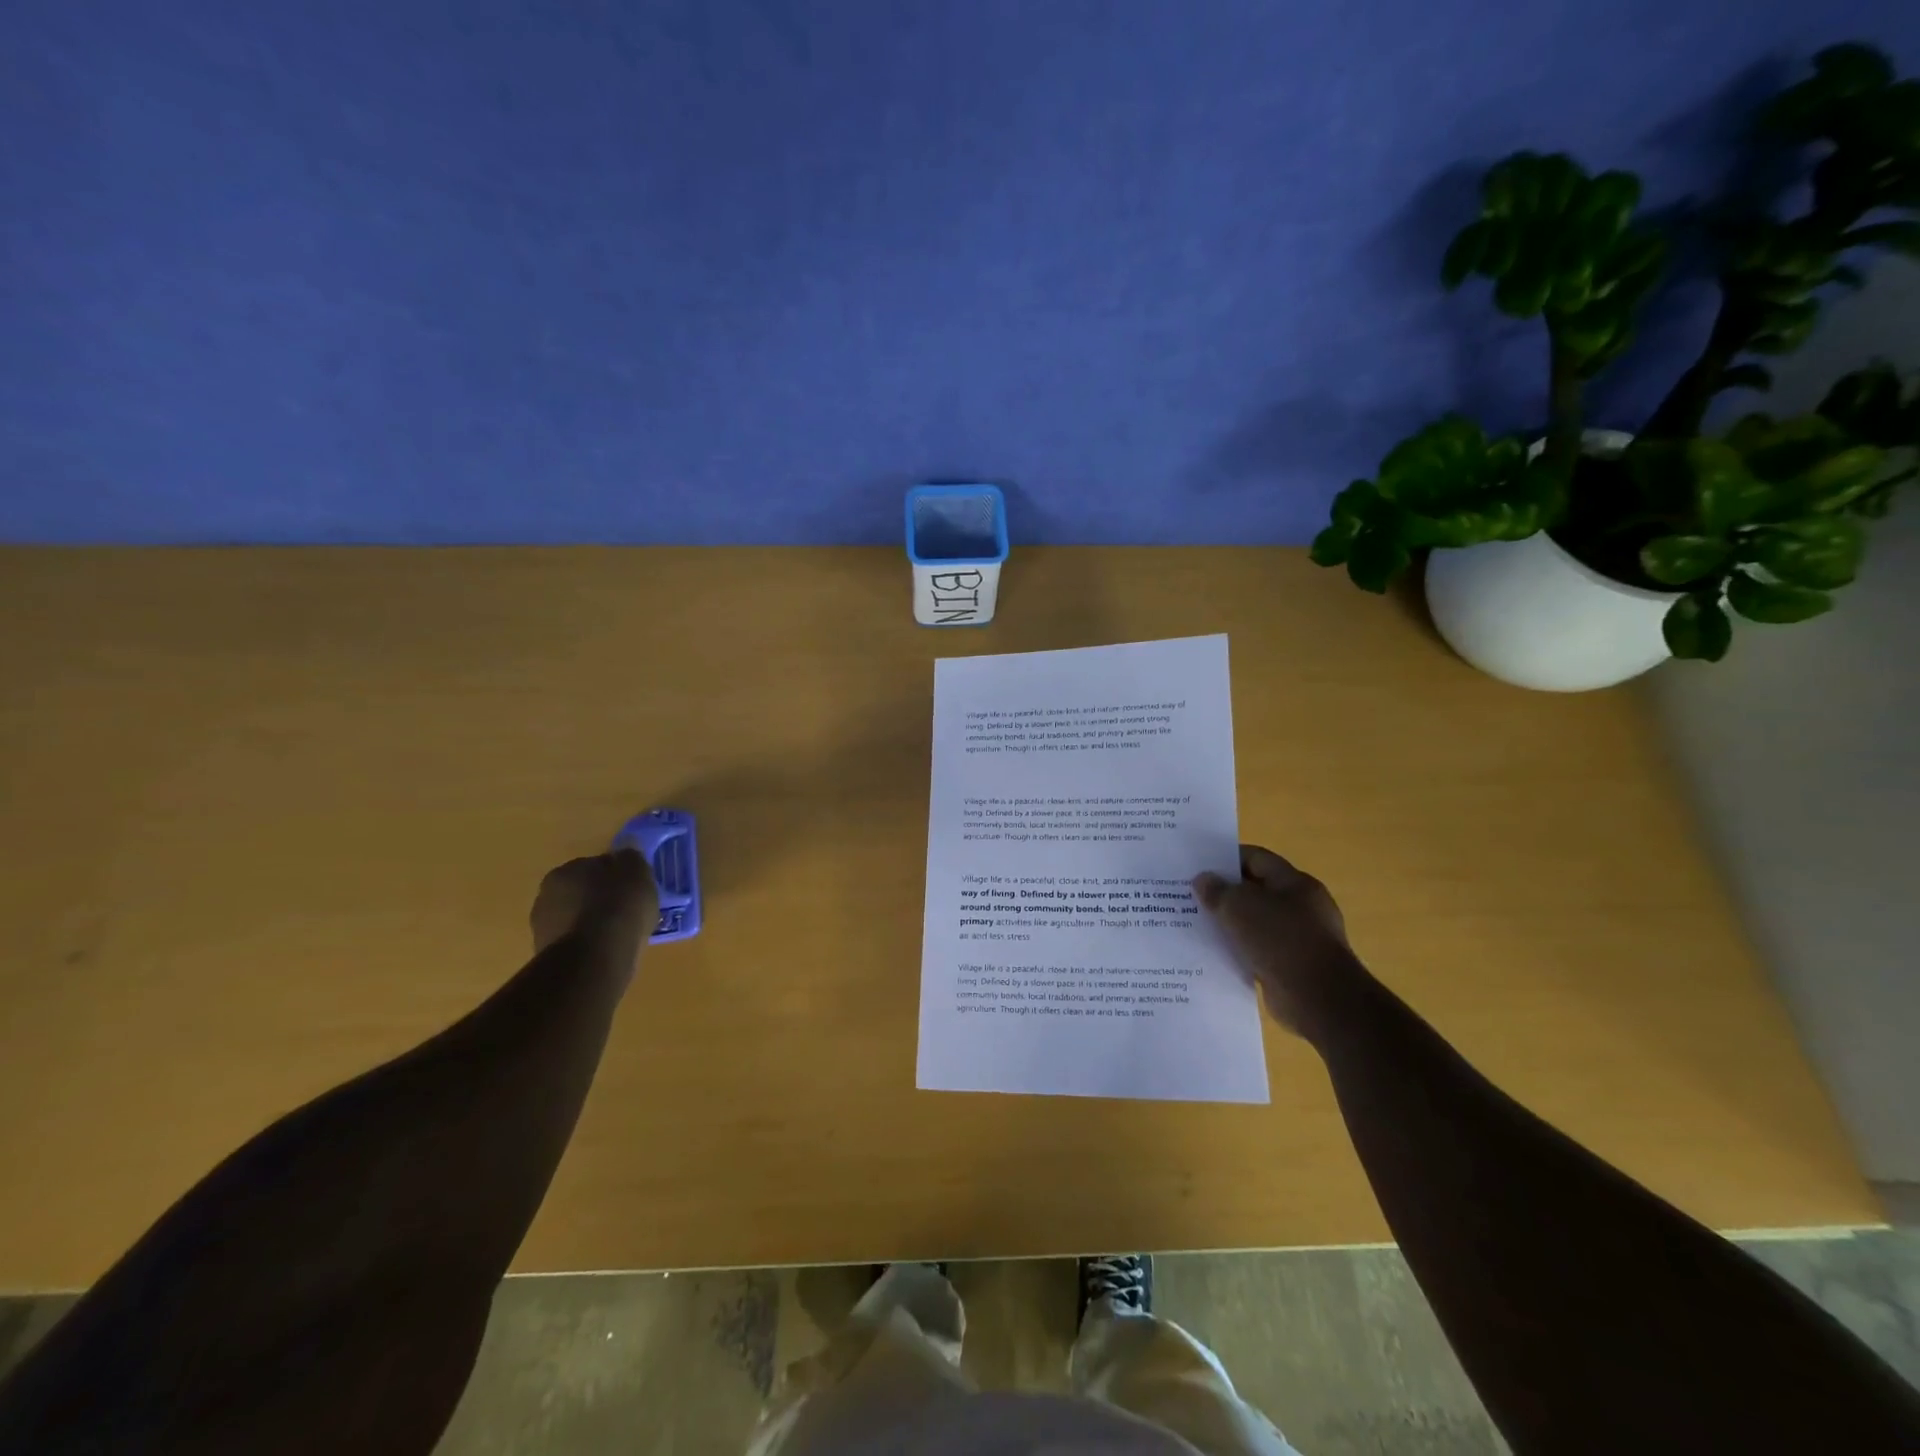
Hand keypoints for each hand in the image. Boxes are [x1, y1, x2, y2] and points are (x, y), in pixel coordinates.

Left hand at [531, 849, 658, 974]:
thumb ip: (630, 858)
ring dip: (593, 923)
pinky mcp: (547, 956)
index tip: (633, 888)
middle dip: (600, 899)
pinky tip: (608, 950)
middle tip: (626, 911)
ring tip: (619, 934)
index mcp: (566, 869)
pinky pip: (576, 942)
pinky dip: (589, 944)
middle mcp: (547, 894)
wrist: (595, 956)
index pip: (595, 866)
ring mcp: (543, 927)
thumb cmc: (619, 905)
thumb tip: (625, 850)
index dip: (616, 876)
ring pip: (576, 919)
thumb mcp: (637, 871)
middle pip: (581, 892)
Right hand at [1193, 845, 1367, 1041]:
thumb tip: (1203, 880)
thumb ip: (1218, 890)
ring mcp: (1299, 938)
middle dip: (1225, 892)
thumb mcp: (1239, 907)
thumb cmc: (1281, 940)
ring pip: (1256, 923)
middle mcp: (1301, 907)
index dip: (1226, 859)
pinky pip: (1259, 951)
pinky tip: (1215, 953)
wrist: (1318, 999)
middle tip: (1191, 895)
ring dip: (1230, 924)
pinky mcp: (1293, 967)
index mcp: (1295, 883)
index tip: (1198, 865)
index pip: (1256, 858)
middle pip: (1256, 890)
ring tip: (1196, 924)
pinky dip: (1239, 950)